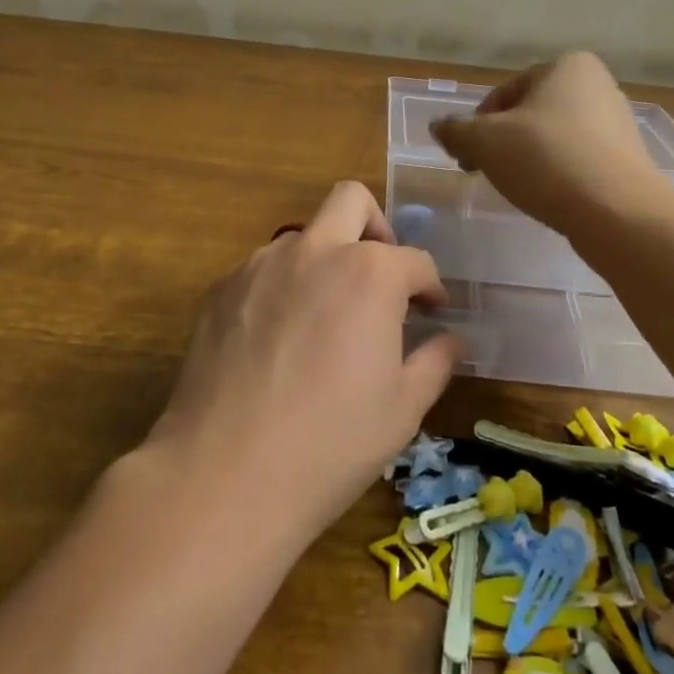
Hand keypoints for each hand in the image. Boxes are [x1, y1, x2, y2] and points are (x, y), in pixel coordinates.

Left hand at [145, 182, 463, 542]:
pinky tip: (281, 340)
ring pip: (303, 236)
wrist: (224, 472)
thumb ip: (435, 361)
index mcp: (369, 273)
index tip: (432, 310)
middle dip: (377, 227)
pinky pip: (263, 270)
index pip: (415, 260)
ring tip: (327, 317)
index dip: (431, 286)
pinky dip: (284, 287)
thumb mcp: (402, 409)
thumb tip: (451, 339)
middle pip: (351, 201)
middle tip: (382, 275)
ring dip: (325, 259)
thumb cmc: (331, 443)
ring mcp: (260, 265)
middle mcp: (314, 251)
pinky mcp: (221, 288)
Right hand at [430, 51, 657, 233]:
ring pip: (551, 137)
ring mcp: (616, 123)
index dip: (477, 125)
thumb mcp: (485, 141)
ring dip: (526, 158)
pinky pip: (576, 159)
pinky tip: (547, 196)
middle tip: (483, 172)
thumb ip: (456, 130)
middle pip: (528, 114)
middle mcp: (596, 85)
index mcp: (566, 66)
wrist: (617, 212)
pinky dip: (555, 173)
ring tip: (516, 187)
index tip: (466, 156)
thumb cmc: (546, 160)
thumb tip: (439, 126)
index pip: (504, 93)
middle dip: (501, 142)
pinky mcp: (625, 158)